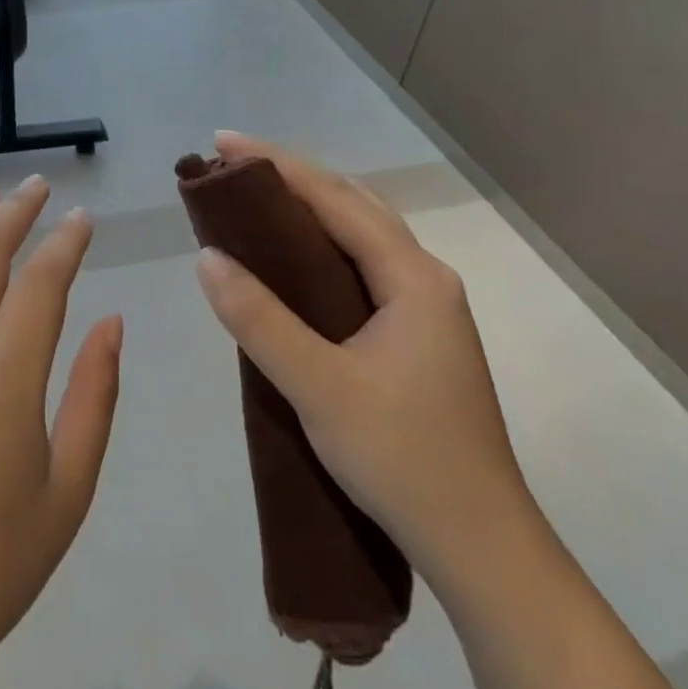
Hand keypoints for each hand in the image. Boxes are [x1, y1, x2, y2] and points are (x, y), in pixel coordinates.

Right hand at [194, 133, 539, 601]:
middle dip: (293, 179)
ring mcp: (426, 312)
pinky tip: (293, 267)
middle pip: (354, 208)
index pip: (337, 200)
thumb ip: (259, 320)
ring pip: (362, 239)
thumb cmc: (402, 459)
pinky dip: (322, 251)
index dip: (278, 166)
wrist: (480, 545)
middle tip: (233, 169)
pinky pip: (362, 271)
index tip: (224, 143)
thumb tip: (207, 257)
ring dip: (310, 212)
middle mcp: (426, 282)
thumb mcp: (319, 386)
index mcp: (413, 279)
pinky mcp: (416, 341)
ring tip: (255, 204)